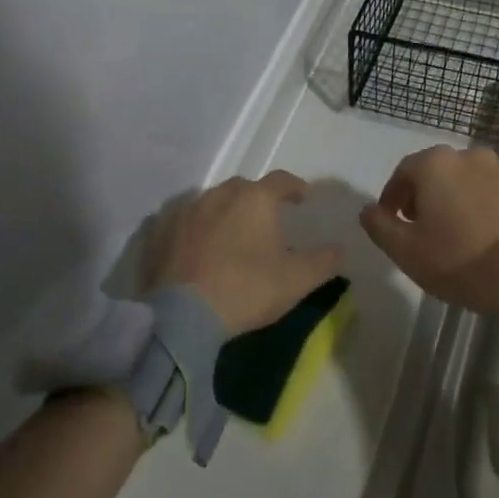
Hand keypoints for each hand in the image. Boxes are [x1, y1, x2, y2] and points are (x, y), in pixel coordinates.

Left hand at [146, 171, 342, 334]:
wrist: (182, 317)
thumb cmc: (247, 290)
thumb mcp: (297, 280)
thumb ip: (324, 261)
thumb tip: (339, 249)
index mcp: (255, 199)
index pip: (281, 180)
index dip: (294, 187)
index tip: (302, 199)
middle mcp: (219, 195)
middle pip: (243, 187)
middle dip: (257, 199)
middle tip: (265, 220)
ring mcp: (185, 211)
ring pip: (211, 201)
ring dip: (224, 211)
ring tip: (230, 233)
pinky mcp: (159, 232)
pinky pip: (182, 221)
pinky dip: (194, 228)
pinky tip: (196, 246)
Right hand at [359, 145, 498, 317]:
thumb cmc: (459, 261)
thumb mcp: (406, 251)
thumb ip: (379, 225)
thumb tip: (368, 210)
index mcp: (438, 164)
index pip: (404, 171)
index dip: (393, 195)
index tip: (392, 219)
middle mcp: (473, 156)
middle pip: (441, 172)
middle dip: (428, 194)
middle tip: (426, 226)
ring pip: (474, 180)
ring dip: (463, 198)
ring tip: (462, 231)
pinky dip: (493, 207)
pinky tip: (493, 234)